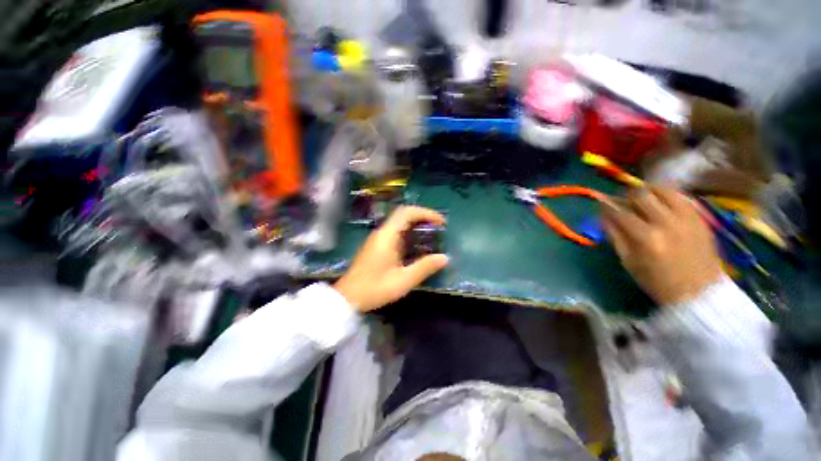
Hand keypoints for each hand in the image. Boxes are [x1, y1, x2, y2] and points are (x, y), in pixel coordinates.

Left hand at [334, 206, 448, 311]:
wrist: (348, 297)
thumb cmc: (375, 288)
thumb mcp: (403, 280)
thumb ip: (424, 267)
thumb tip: (444, 257)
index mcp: (387, 236)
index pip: (407, 213)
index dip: (426, 213)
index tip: (441, 222)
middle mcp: (382, 232)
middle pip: (404, 215)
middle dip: (423, 218)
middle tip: (439, 228)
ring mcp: (378, 238)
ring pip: (399, 223)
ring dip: (416, 225)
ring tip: (431, 236)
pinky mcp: (377, 245)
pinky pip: (396, 232)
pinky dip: (409, 233)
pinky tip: (417, 246)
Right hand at [601, 186, 722, 305]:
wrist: (700, 293)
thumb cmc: (658, 282)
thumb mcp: (629, 262)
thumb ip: (615, 236)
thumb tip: (604, 217)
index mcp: (645, 237)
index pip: (620, 212)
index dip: (607, 206)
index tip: (601, 204)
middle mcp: (666, 222)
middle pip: (641, 195)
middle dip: (627, 196)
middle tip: (623, 201)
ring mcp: (686, 218)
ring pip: (663, 190)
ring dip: (649, 191)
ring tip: (644, 197)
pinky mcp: (700, 218)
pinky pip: (681, 197)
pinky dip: (668, 195)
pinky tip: (662, 201)